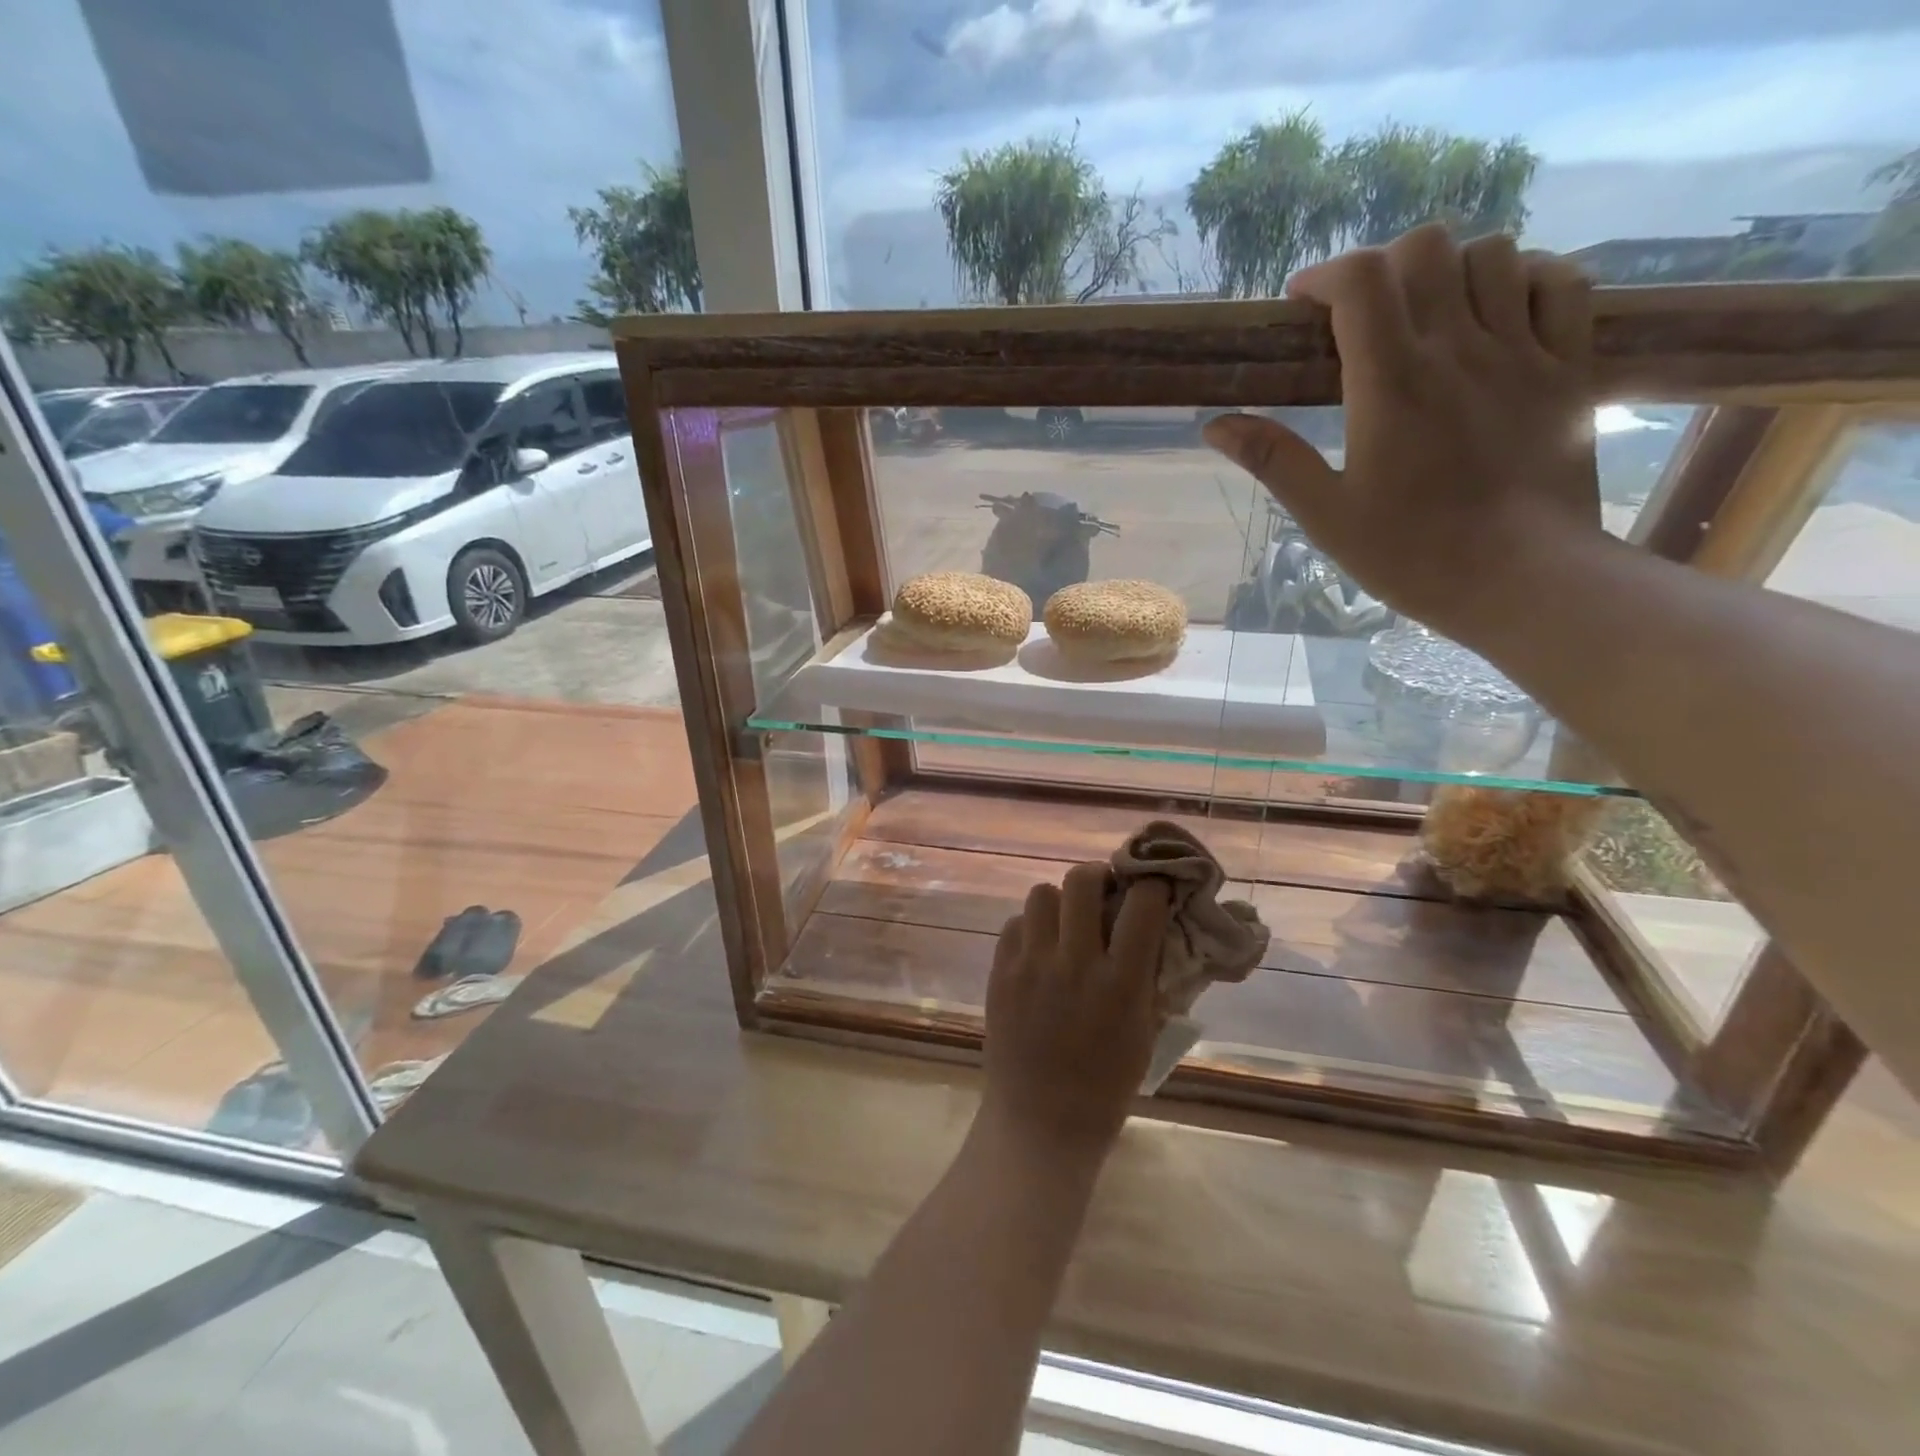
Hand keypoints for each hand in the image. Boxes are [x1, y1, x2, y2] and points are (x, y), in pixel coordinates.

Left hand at [981, 863, 1171, 1164]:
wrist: (1039, 1124)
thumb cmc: (1105, 1086)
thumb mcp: (1145, 1032)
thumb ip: (1148, 976)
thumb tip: (1153, 928)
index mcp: (1120, 983)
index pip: (1141, 904)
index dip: (1151, 886)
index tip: (1151, 887)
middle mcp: (1074, 964)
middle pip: (1081, 881)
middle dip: (1098, 876)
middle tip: (1103, 893)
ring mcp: (1030, 966)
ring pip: (1041, 894)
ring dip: (1059, 902)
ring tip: (1065, 924)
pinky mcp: (999, 973)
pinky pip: (1013, 924)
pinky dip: (1030, 928)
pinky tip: (1039, 950)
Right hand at [1204, 224, 1601, 639]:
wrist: (1524, 579)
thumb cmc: (1412, 554)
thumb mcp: (1326, 515)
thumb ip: (1274, 460)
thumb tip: (1215, 425)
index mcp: (1391, 383)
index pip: (1361, 281)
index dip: (1325, 275)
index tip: (1303, 305)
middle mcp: (1457, 348)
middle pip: (1425, 249)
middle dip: (1382, 266)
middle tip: (1361, 313)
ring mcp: (1521, 351)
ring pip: (1492, 253)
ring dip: (1449, 269)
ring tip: (1425, 313)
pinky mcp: (1568, 366)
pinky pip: (1559, 281)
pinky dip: (1524, 276)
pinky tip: (1497, 310)